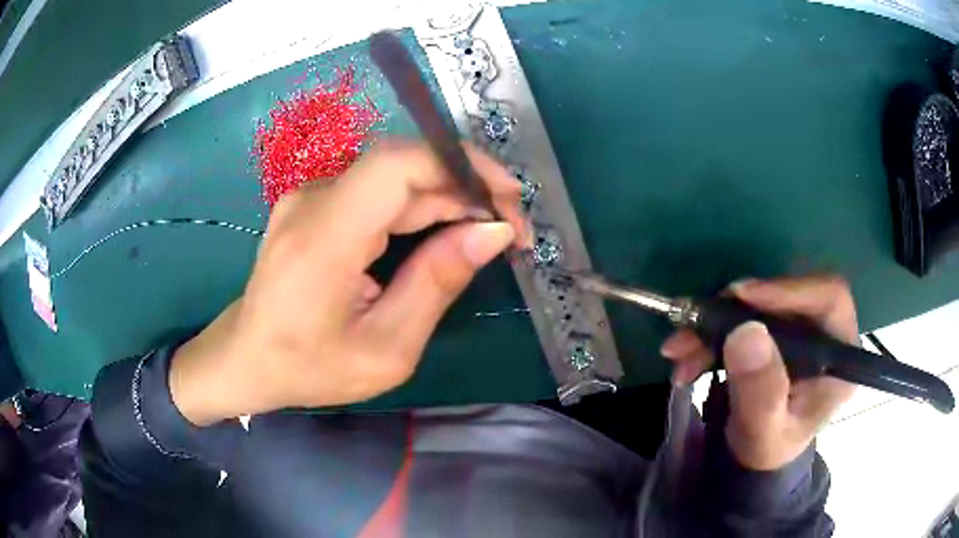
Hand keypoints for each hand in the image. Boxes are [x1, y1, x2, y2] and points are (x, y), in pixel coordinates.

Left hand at [170, 140, 528, 425]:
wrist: (247, 358)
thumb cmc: (310, 368)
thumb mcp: (386, 349)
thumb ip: (437, 284)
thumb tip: (493, 233)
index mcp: (323, 239)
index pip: (398, 165)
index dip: (461, 166)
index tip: (508, 199)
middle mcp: (313, 201)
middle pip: (403, 166)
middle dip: (467, 185)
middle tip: (511, 226)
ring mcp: (310, 197)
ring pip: (394, 175)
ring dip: (448, 194)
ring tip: (488, 230)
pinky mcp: (315, 204)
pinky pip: (377, 191)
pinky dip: (420, 204)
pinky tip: (447, 228)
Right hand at [661, 276, 858, 469]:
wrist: (756, 455)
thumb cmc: (767, 449)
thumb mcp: (763, 432)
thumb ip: (760, 392)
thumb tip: (747, 333)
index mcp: (839, 358)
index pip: (829, 299)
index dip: (789, 290)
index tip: (742, 297)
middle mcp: (824, 333)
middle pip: (786, 297)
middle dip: (735, 312)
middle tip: (693, 328)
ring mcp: (799, 329)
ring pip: (759, 305)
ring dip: (714, 323)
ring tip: (680, 351)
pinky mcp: (776, 330)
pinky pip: (743, 317)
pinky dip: (711, 332)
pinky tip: (686, 354)